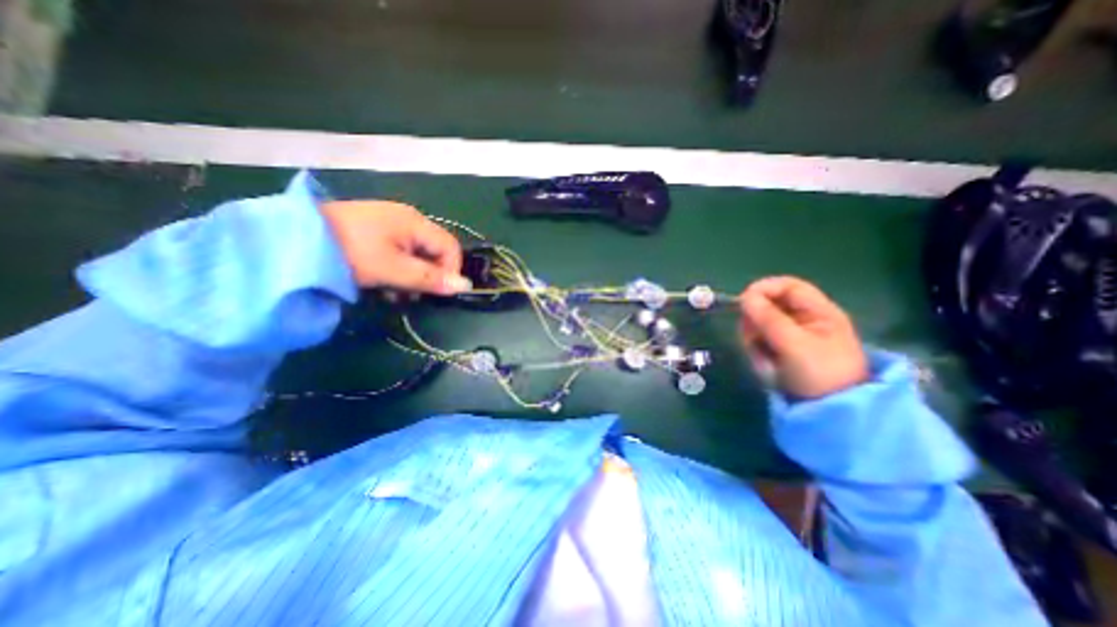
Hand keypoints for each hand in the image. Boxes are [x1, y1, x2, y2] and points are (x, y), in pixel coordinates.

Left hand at [318, 204, 470, 295]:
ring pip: (417, 253)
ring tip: (394, 292)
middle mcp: (408, 218)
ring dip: (412, 275)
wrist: (290, 236)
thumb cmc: (349, 251)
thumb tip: (465, 285)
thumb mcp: (392, 269)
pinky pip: (399, 250)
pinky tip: (383, 280)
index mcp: (416, 222)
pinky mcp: (375, 229)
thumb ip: (429, 279)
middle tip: (411, 295)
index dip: (450, 271)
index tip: (437, 293)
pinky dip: (397, 267)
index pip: (451, 247)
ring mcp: (389, 222)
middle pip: (434, 250)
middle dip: (428, 275)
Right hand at [740, 277, 867, 398]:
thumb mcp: (795, 345)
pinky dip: (758, 353)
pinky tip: (766, 367)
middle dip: (756, 321)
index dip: (764, 288)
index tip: (743, 301)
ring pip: (759, 325)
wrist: (831, 415)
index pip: (788, 286)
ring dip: (755, 340)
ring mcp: (791, 337)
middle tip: (751, 339)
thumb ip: (769, 319)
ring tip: (764, 360)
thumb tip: (745, 297)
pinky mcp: (781, 351)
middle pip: (769, 305)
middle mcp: (804, 320)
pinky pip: (760, 342)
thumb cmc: (821, 375)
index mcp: (819, 312)